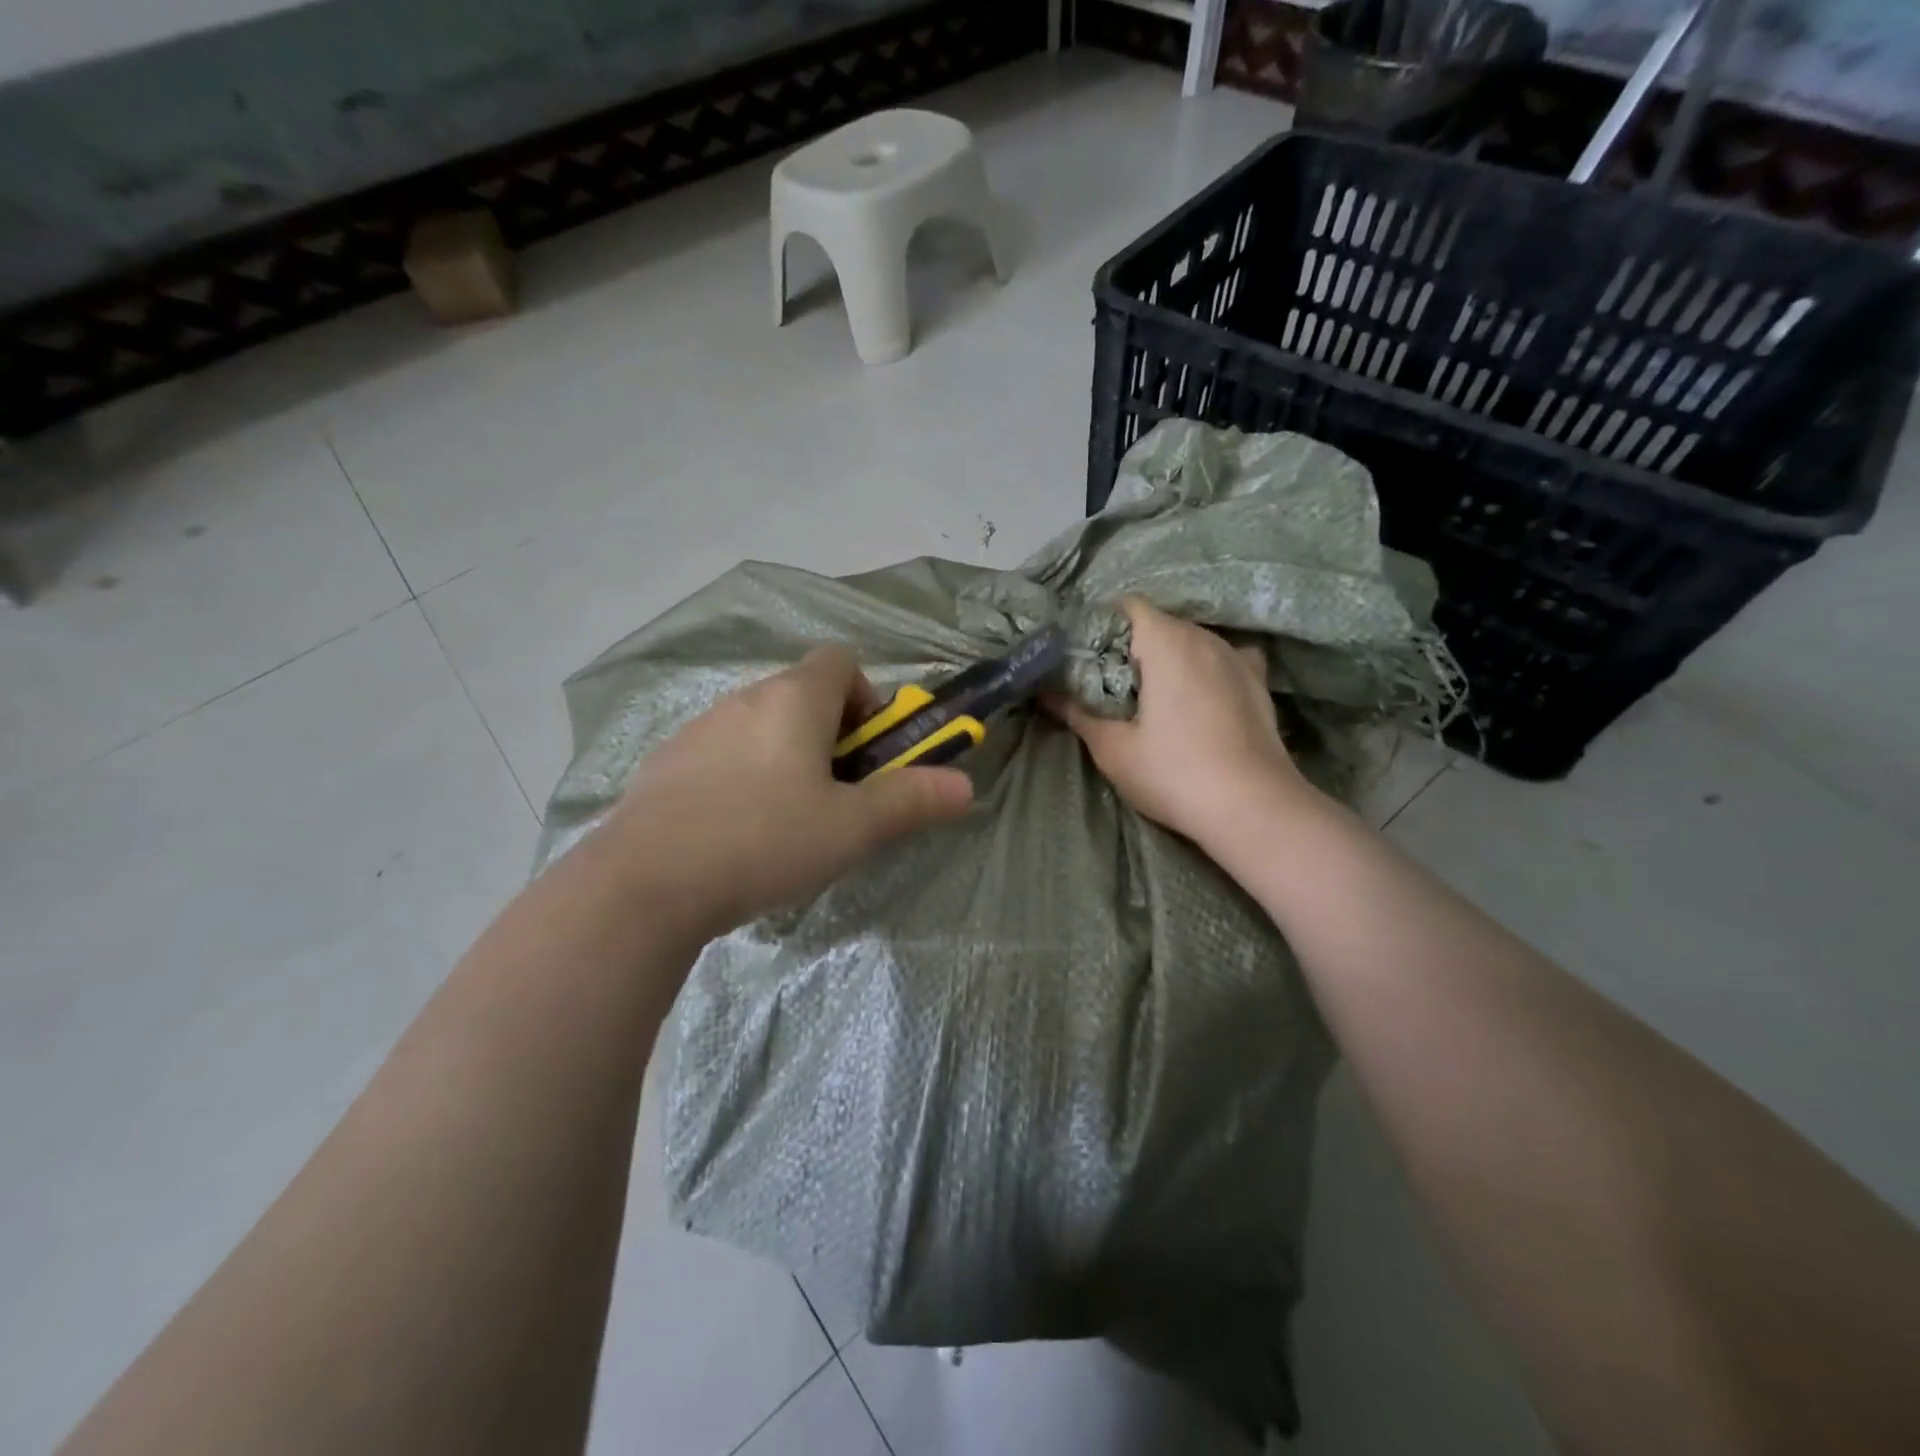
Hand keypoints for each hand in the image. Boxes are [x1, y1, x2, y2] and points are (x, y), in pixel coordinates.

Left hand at [600, 646, 973, 940]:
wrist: (643, 884)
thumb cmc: (763, 842)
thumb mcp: (851, 829)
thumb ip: (911, 801)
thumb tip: (966, 786)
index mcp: (794, 699)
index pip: (841, 660)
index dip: (867, 697)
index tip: (868, 751)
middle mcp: (745, 698)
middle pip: (803, 694)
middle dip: (832, 735)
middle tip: (837, 795)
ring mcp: (699, 728)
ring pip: (761, 725)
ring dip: (787, 756)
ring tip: (786, 821)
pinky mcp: (666, 762)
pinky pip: (723, 753)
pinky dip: (743, 775)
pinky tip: (735, 832)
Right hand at [1052, 597, 1315, 845]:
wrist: (1254, 809)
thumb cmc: (1174, 773)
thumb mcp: (1112, 748)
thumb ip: (1076, 713)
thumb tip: (1044, 693)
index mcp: (1167, 641)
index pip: (1126, 607)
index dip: (1100, 626)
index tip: (1084, 659)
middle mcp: (1205, 637)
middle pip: (1158, 624)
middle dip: (1130, 647)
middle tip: (1107, 684)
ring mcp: (1237, 657)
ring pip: (1191, 641)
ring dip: (1167, 660)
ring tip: (1150, 697)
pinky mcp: (1258, 683)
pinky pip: (1224, 659)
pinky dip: (1205, 669)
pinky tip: (1198, 696)